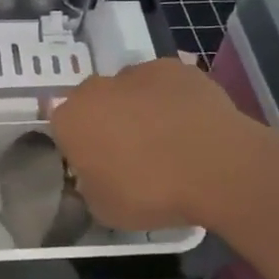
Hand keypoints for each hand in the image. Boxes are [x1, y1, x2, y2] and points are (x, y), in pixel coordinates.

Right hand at [48, 57, 247, 231]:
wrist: (217, 167)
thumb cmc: (151, 193)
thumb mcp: (104, 209)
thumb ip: (89, 187)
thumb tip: (94, 177)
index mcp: (70, 120)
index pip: (62, 129)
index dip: (78, 147)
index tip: (96, 166)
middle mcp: (96, 88)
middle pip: (93, 103)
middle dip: (105, 121)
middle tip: (129, 153)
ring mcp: (138, 73)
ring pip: (128, 89)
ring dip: (137, 108)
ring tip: (165, 139)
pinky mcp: (176, 68)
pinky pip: (163, 84)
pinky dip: (170, 99)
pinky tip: (188, 124)